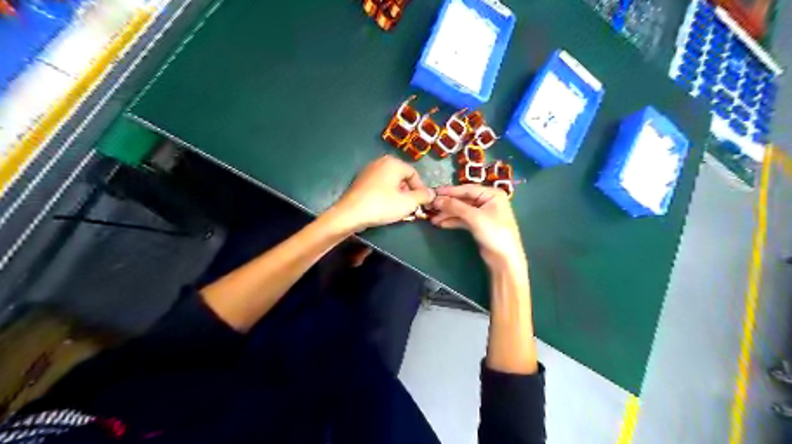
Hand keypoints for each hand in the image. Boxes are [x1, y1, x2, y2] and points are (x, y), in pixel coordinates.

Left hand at [331, 155, 435, 231]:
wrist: (350, 214)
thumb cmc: (382, 205)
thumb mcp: (408, 202)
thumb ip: (423, 196)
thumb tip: (432, 193)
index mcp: (393, 163)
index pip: (414, 174)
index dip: (421, 189)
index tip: (422, 203)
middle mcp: (380, 162)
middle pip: (402, 177)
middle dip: (408, 192)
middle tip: (411, 207)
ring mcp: (368, 171)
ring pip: (390, 182)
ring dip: (398, 195)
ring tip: (399, 209)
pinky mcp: (360, 181)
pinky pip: (379, 186)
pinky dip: (385, 195)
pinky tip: (384, 208)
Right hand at [431, 183, 523, 269]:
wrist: (504, 258)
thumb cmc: (494, 232)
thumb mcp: (474, 217)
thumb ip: (455, 206)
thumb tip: (436, 199)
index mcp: (492, 194)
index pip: (467, 189)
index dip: (450, 191)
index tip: (434, 192)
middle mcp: (488, 201)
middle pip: (463, 200)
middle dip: (448, 204)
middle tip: (431, 206)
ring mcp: (483, 213)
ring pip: (462, 210)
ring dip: (448, 214)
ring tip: (433, 218)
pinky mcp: (479, 225)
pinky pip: (463, 219)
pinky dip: (453, 221)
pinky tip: (442, 224)